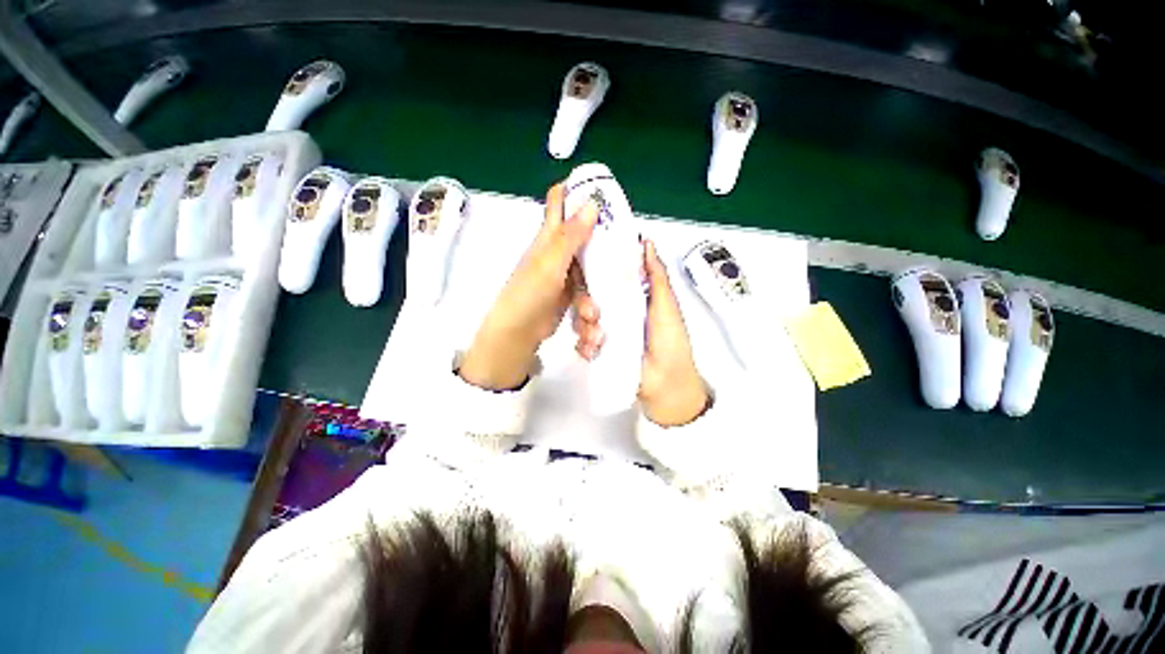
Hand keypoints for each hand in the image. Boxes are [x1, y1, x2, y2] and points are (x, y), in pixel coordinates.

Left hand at [459, 183, 598, 390]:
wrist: (518, 333)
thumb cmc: (530, 294)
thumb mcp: (551, 263)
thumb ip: (571, 235)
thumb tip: (592, 202)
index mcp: (550, 237)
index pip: (559, 202)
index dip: (576, 189)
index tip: (603, 192)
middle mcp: (558, 251)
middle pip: (585, 238)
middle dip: (602, 247)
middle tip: (622, 253)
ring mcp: (565, 274)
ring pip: (590, 271)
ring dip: (594, 294)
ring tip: (590, 316)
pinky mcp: (570, 295)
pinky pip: (587, 292)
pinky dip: (590, 307)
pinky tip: (589, 323)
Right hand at [573, 238, 708, 425]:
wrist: (665, 383)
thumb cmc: (670, 341)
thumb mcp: (666, 304)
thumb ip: (656, 275)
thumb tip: (645, 242)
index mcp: (631, 296)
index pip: (606, 277)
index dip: (593, 270)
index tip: (581, 264)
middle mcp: (615, 310)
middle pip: (588, 298)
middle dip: (585, 304)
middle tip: (593, 313)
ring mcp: (605, 331)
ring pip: (582, 319)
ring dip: (585, 327)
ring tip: (598, 338)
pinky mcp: (599, 350)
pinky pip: (582, 342)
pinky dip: (584, 345)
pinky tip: (594, 349)